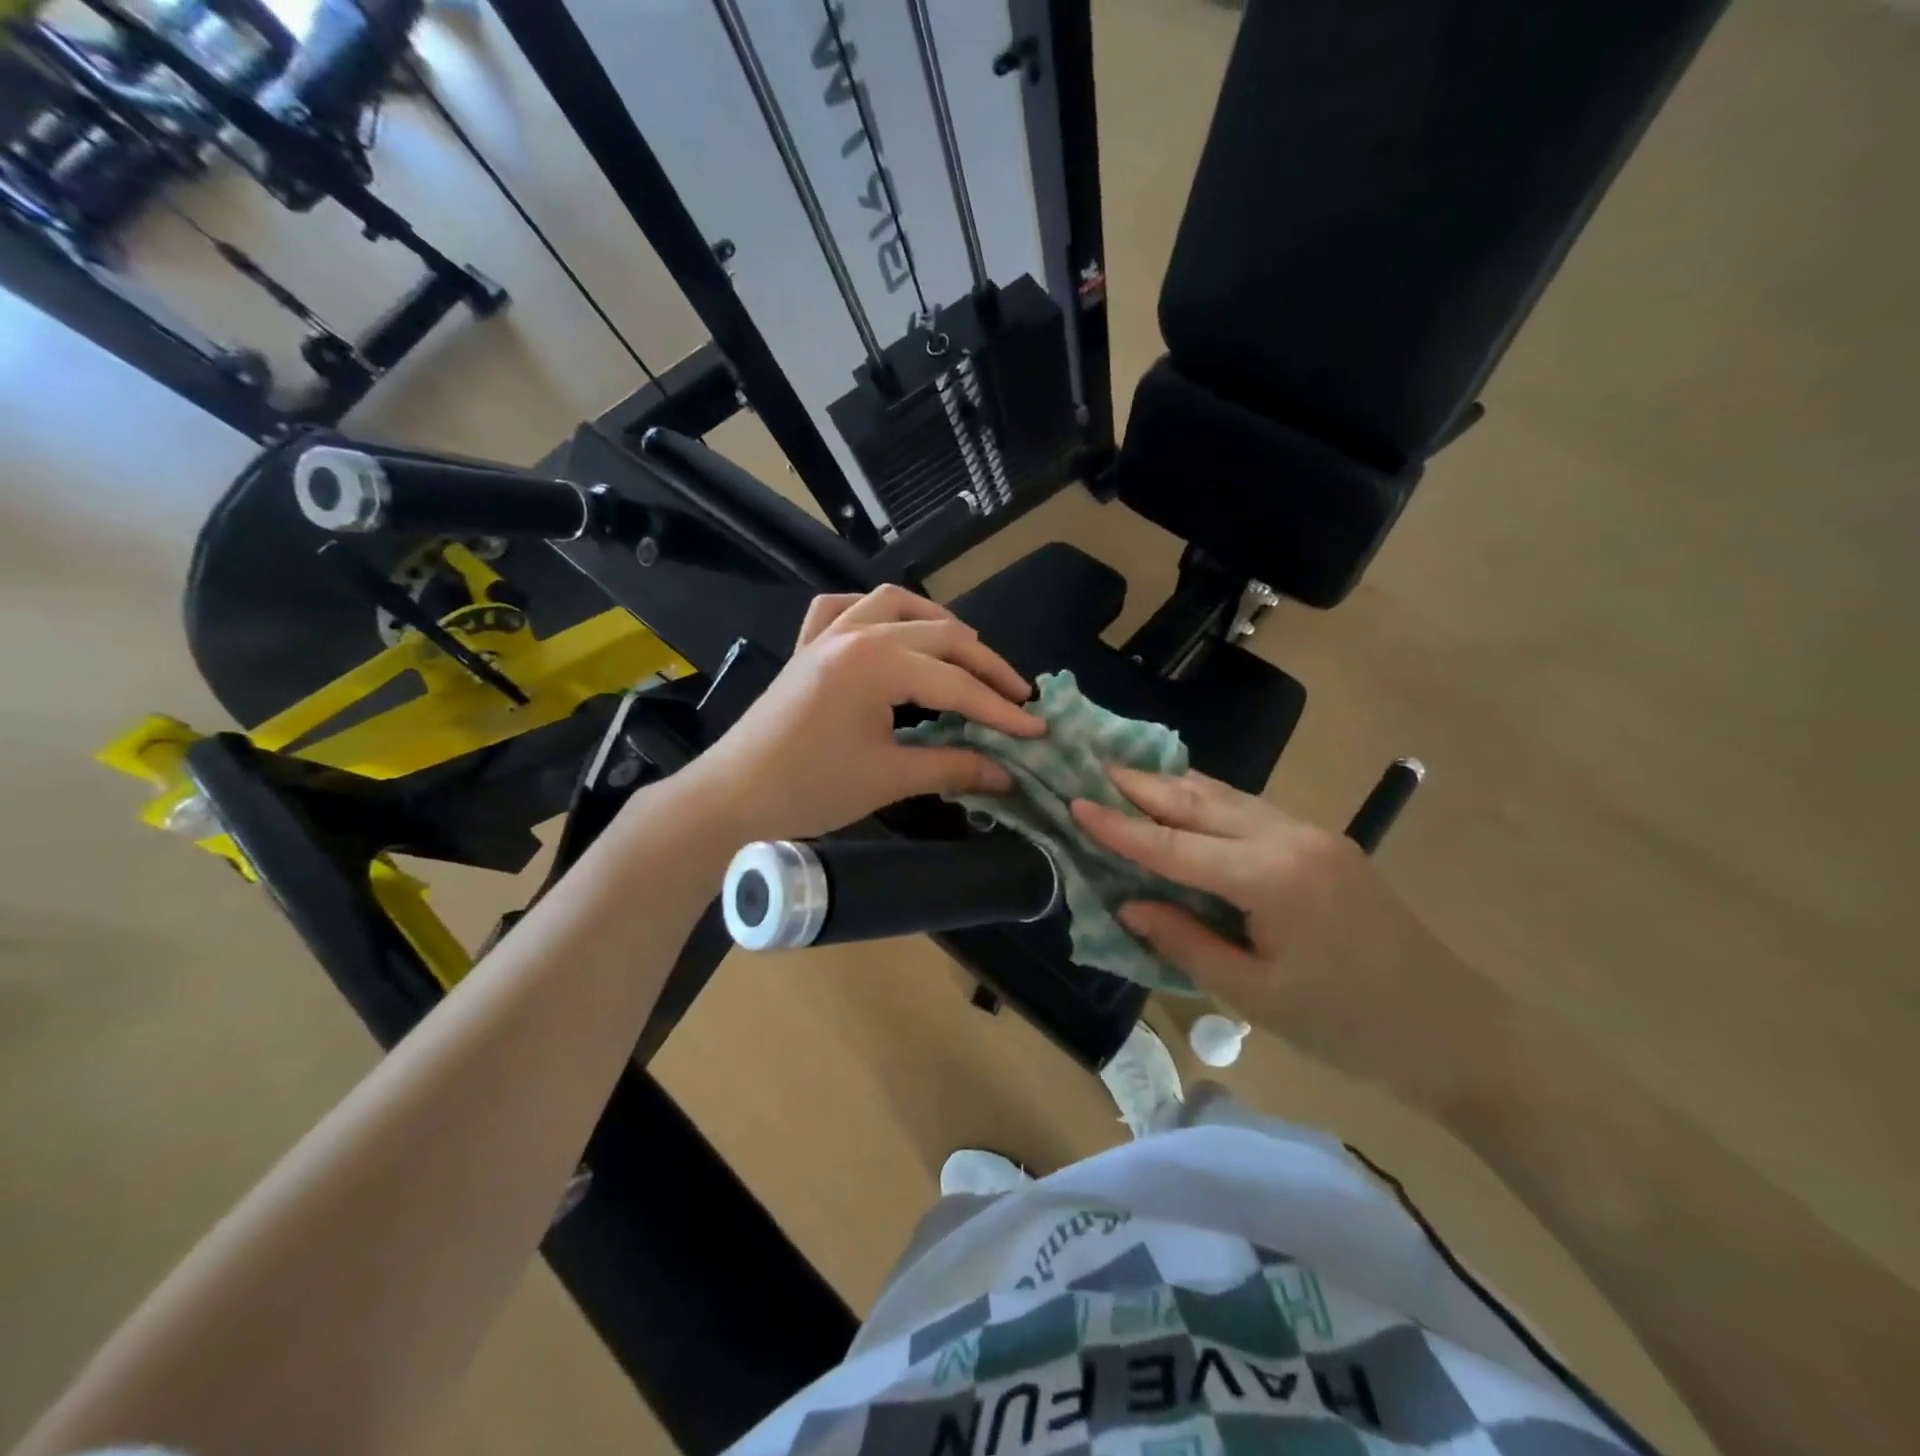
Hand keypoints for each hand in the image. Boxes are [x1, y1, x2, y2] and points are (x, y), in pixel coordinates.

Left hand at [687, 585, 1043, 843]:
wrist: (731, 797)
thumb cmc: (809, 789)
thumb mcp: (889, 779)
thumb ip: (953, 767)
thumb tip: (1007, 774)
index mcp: (876, 662)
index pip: (957, 683)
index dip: (1001, 710)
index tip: (1037, 730)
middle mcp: (856, 632)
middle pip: (940, 636)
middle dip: (985, 667)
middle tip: (1018, 698)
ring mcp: (828, 633)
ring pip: (897, 605)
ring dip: (939, 626)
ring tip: (968, 655)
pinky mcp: (808, 645)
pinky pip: (845, 608)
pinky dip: (875, 613)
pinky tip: (889, 630)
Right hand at [1071, 769, 1506, 1113]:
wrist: (1454, 1030)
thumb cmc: (1348, 1026)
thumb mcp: (1255, 996)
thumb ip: (1186, 942)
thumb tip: (1130, 904)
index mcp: (1272, 878)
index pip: (1176, 846)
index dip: (1121, 828)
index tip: (1077, 803)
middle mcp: (1291, 839)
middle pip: (1202, 803)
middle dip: (1145, 785)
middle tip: (1095, 765)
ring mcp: (1313, 835)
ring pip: (1230, 798)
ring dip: (1177, 786)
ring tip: (1130, 773)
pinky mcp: (1325, 844)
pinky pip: (1254, 811)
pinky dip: (1211, 803)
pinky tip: (1189, 801)